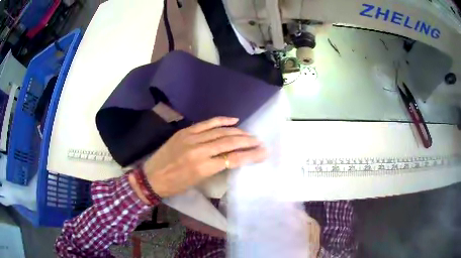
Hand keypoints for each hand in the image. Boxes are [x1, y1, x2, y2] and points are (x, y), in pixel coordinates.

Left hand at [143, 117, 267, 197]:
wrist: (152, 177)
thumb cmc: (176, 185)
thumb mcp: (198, 181)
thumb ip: (215, 168)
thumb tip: (230, 158)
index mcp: (203, 167)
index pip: (234, 159)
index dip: (251, 155)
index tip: (263, 152)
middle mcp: (200, 150)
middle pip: (230, 142)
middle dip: (248, 141)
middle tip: (259, 141)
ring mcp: (192, 138)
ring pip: (221, 131)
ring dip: (238, 132)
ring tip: (249, 134)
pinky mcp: (185, 131)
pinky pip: (207, 123)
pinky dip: (221, 120)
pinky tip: (234, 120)